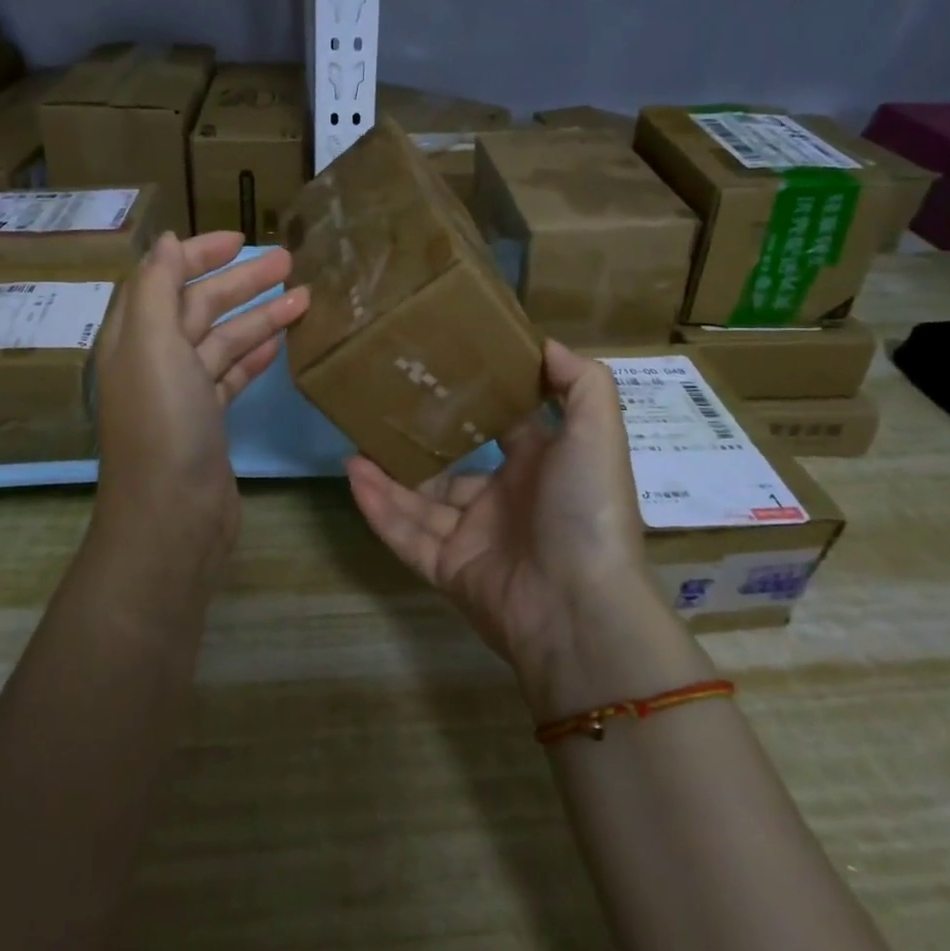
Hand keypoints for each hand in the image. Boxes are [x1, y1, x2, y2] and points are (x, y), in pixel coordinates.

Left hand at [92, 232, 308, 558]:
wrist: (173, 516)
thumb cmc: (164, 425)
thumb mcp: (153, 346)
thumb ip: (157, 289)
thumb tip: (164, 241)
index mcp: (135, 338)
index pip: (164, 279)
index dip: (198, 254)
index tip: (241, 239)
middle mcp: (155, 361)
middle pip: (200, 307)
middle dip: (242, 282)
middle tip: (289, 262)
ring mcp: (183, 394)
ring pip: (223, 341)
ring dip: (260, 318)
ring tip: (304, 298)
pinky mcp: (208, 422)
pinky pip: (233, 376)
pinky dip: (256, 356)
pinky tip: (283, 343)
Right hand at [346, 340, 673, 702]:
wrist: (579, 608)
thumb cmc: (585, 507)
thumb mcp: (597, 431)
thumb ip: (580, 381)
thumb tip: (543, 342)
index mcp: (540, 468)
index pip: (502, 427)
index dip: (474, 402)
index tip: (437, 371)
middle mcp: (506, 501)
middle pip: (451, 467)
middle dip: (418, 443)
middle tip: (380, 411)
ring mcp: (475, 538)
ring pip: (420, 502)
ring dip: (387, 476)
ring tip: (353, 445)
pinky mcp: (449, 571)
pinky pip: (406, 536)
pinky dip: (379, 509)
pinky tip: (353, 477)